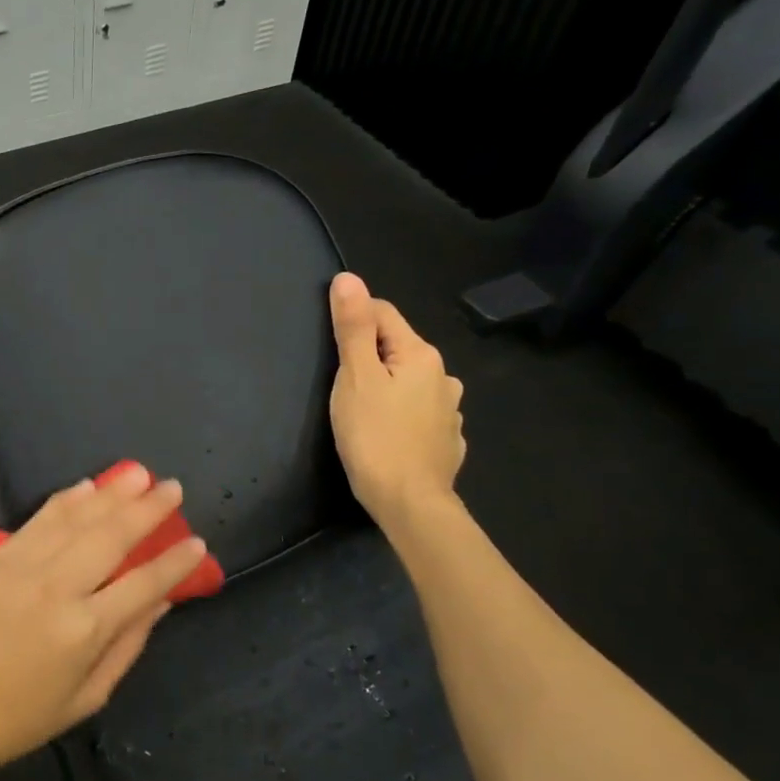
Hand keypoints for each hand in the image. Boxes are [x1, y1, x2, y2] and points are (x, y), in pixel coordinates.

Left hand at [0, 465, 207, 780]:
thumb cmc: (22, 718)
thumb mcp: (88, 697)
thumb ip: (128, 644)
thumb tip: (161, 601)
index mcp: (84, 631)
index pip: (143, 584)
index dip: (175, 563)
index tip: (197, 542)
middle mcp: (55, 590)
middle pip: (111, 538)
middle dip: (147, 510)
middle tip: (173, 488)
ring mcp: (19, 568)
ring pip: (74, 520)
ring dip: (110, 493)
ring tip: (139, 473)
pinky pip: (37, 522)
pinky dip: (65, 501)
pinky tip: (88, 487)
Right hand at [328, 272, 465, 527]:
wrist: (409, 502)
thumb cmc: (374, 436)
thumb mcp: (354, 378)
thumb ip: (352, 328)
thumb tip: (348, 279)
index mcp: (421, 355)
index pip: (383, 314)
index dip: (353, 320)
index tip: (330, 345)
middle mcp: (443, 376)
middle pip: (398, 349)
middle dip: (370, 357)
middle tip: (339, 384)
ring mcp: (450, 410)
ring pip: (410, 383)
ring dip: (389, 387)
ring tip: (363, 411)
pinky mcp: (447, 440)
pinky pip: (420, 414)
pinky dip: (402, 415)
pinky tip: (388, 434)